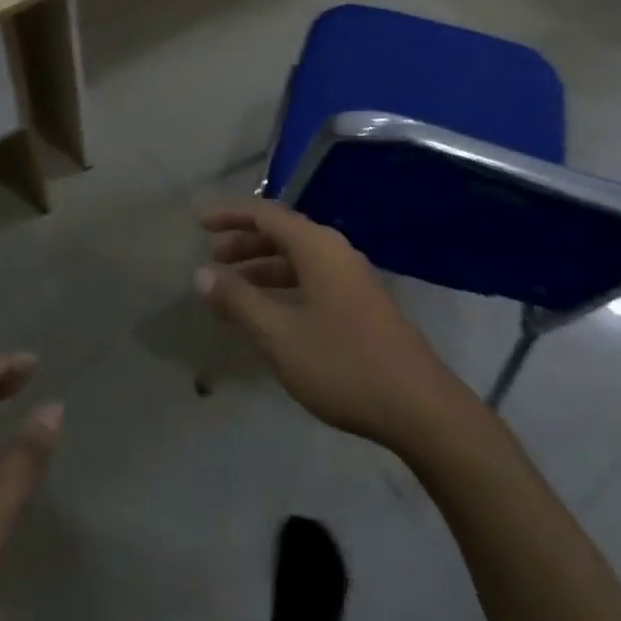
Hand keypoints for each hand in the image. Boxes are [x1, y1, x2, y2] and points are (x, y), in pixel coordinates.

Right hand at [196, 200, 479, 454]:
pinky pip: (313, 276)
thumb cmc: (343, 364)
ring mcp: (352, 276)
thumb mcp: (280, 337)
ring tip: (234, 285)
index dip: (231, 216)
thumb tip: (201, 274)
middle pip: (283, 232)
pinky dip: (285, 283)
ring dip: (264, 264)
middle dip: (246, 241)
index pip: (266, 214)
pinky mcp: (361, 301)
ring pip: (299, 257)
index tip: (200, 224)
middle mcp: (335, 251)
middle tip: (213, 257)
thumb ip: (239, 302)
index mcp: (317, 247)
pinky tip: (273, 311)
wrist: (420, 406)